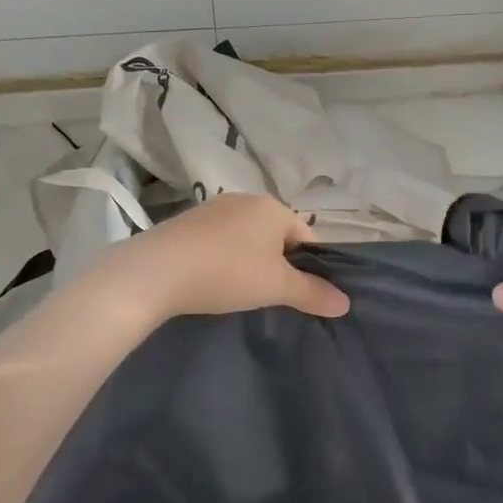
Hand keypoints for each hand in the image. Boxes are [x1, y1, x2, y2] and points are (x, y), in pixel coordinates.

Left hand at [97, 192, 349, 321]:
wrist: (156, 271)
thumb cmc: (228, 272)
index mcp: (273, 207)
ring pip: (246, 237)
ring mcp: (213, 208)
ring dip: (250, 260)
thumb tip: (345, 303)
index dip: (310, 266)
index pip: (306, 235)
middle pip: (276, 234)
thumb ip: (312, 293)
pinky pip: (219, 240)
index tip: (300, 294)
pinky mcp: (187, 222)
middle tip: (271, 296)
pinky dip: (223, 258)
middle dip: (278, 263)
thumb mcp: (276, 287)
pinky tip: (213, 281)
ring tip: (240, 291)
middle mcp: (246, 199)